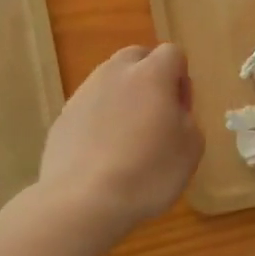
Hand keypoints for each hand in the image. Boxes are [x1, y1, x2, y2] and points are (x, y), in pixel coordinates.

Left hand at [40, 44, 202, 229]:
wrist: (84, 202)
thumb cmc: (149, 172)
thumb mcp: (191, 147)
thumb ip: (186, 118)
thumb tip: (172, 112)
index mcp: (151, 74)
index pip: (172, 53)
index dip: (182, 79)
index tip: (181, 111)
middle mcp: (114, 74)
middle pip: (136, 57)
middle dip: (150, 77)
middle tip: (156, 115)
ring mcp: (83, 94)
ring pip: (109, 81)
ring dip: (123, 98)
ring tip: (128, 138)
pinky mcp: (62, 119)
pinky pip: (89, 108)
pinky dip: (100, 121)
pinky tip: (104, 155)